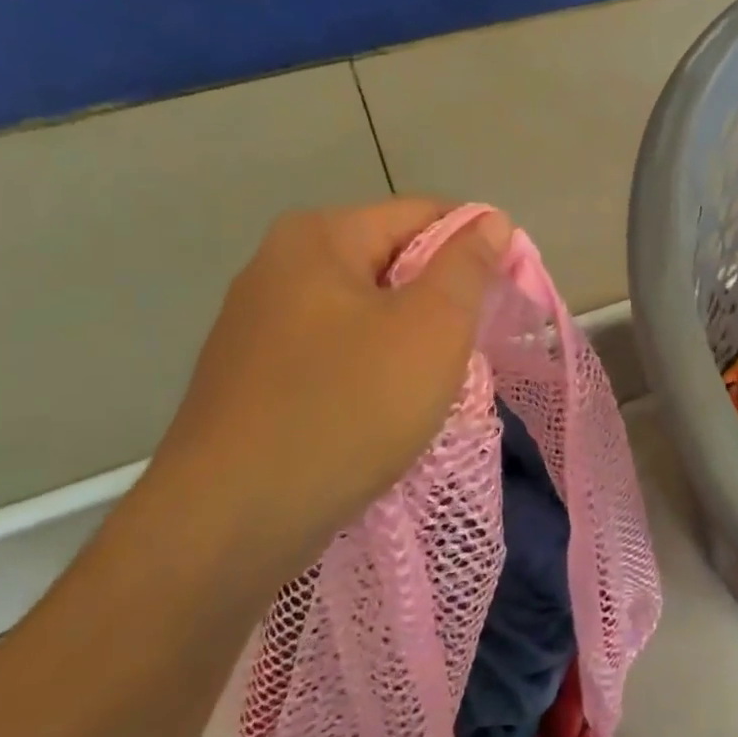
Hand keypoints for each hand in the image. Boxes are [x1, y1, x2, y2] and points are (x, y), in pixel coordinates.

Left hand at [139, 198, 511, 572]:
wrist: (230, 523)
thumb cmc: (347, 408)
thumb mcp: (431, 328)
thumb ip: (467, 265)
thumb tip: (490, 220)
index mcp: (319, 237)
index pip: (423, 214)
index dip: (477, 246)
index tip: (507, 296)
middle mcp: (280, 267)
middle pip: (392, 261)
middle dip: (442, 298)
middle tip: (471, 348)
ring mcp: (259, 324)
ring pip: (366, 311)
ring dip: (410, 339)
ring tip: (433, 385)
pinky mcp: (254, 377)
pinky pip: (336, 352)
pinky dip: (372, 370)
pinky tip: (385, 411)